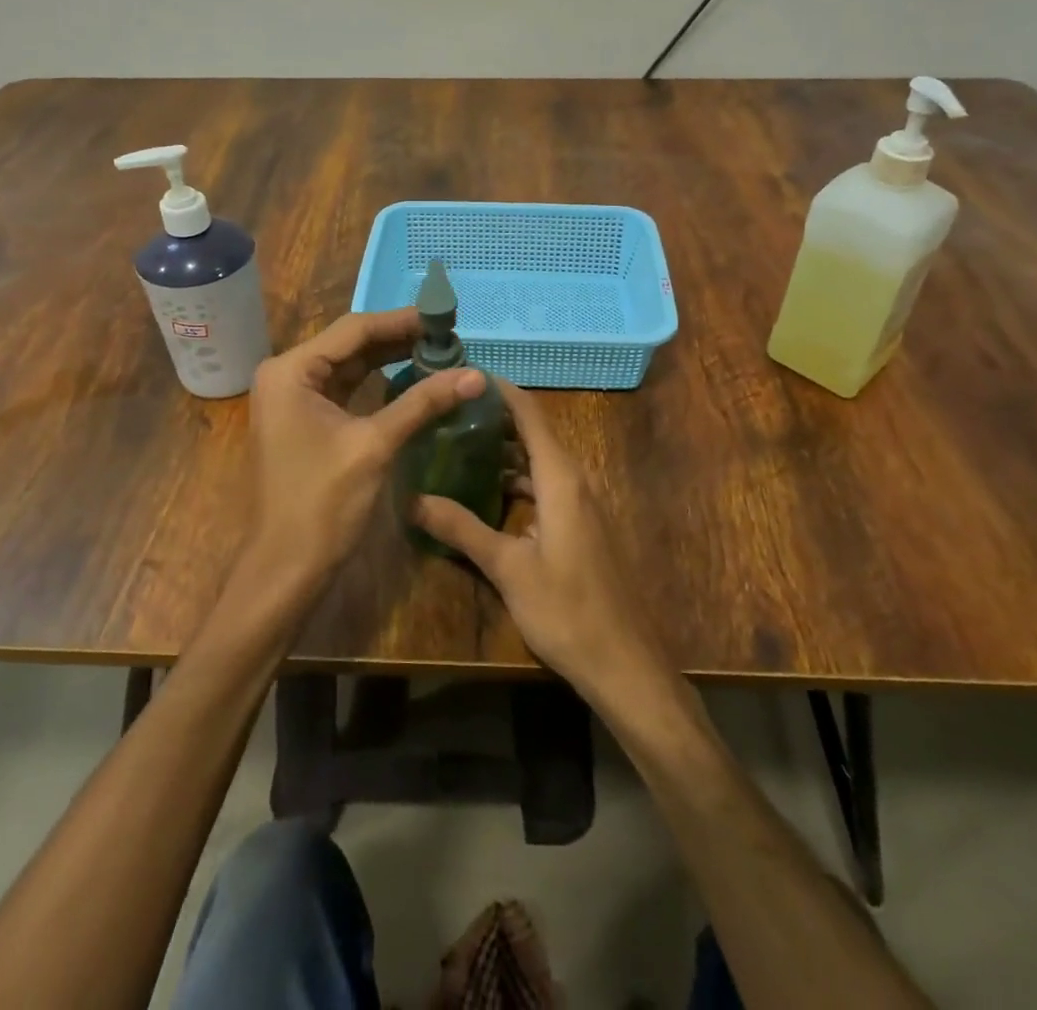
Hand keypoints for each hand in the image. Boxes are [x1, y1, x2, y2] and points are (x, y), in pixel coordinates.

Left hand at [247, 309, 485, 599]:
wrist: (286, 567)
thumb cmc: (323, 502)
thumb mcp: (375, 445)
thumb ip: (423, 402)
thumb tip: (475, 374)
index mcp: (291, 371)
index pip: (354, 330)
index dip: (402, 321)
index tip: (444, 315)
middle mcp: (287, 376)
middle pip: (351, 344)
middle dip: (400, 339)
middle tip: (449, 334)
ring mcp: (294, 400)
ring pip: (350, 367)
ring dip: (392, 359)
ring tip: (439, 351)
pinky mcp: (306, 422)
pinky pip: (347, 391)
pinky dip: (379, 384)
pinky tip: (413, 379)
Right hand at [412, 381, 672, 708]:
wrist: (624, 662)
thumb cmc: (566, 610)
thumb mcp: (508, 569)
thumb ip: (461, 528)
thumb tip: (412, 499)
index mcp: (561, 478)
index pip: (530, 414)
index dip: (500, 390)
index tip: (465, 373)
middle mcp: (575, 480)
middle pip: (534, 433)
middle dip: (495, 418)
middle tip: (448, 411)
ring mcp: (582, 504)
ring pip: (539, 462)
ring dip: (505, 451)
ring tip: (459, 444)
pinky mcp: (582, 525)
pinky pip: (546, 486)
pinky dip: (518, 480)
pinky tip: (487, 491)